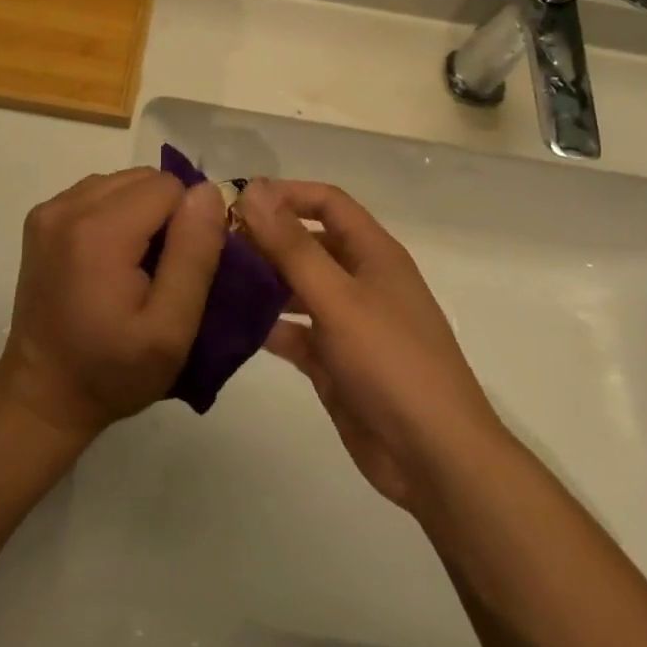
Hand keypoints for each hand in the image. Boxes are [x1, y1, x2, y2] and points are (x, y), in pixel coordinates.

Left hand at [0, 167, 224, 440]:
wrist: (44, 394)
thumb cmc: (113, 372)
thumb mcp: (171, 330)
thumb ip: (194, 256)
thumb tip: (207, 192)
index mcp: (99, 231)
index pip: (170, 188)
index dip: (187, 225)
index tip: (181, 270)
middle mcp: (68, 207)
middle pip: (144, 179)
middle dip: (165, 215)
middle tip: (161, 270)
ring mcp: (49, 210)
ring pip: (122, 182)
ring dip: (141, 213)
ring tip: (137, 265)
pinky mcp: (40, 219)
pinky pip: (97, 192)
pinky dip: (115, 214)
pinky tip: (111, 257)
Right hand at [236, 179, 502, 509]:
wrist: (433, 457)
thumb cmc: (391, 362)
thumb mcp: (338, 298)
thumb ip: (292, 246)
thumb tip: (254, 190)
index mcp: (374, 254)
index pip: (328, 203)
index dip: (285, 194)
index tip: (235, 199)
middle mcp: (361, 280)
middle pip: (309, 243)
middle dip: (266, 239)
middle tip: (213, 242)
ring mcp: (348, 323)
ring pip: (298, 288)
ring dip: (262, 282)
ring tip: (212, 280)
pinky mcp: (335, 362)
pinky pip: (295, 333)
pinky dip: (268, 326)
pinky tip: (230, 327)